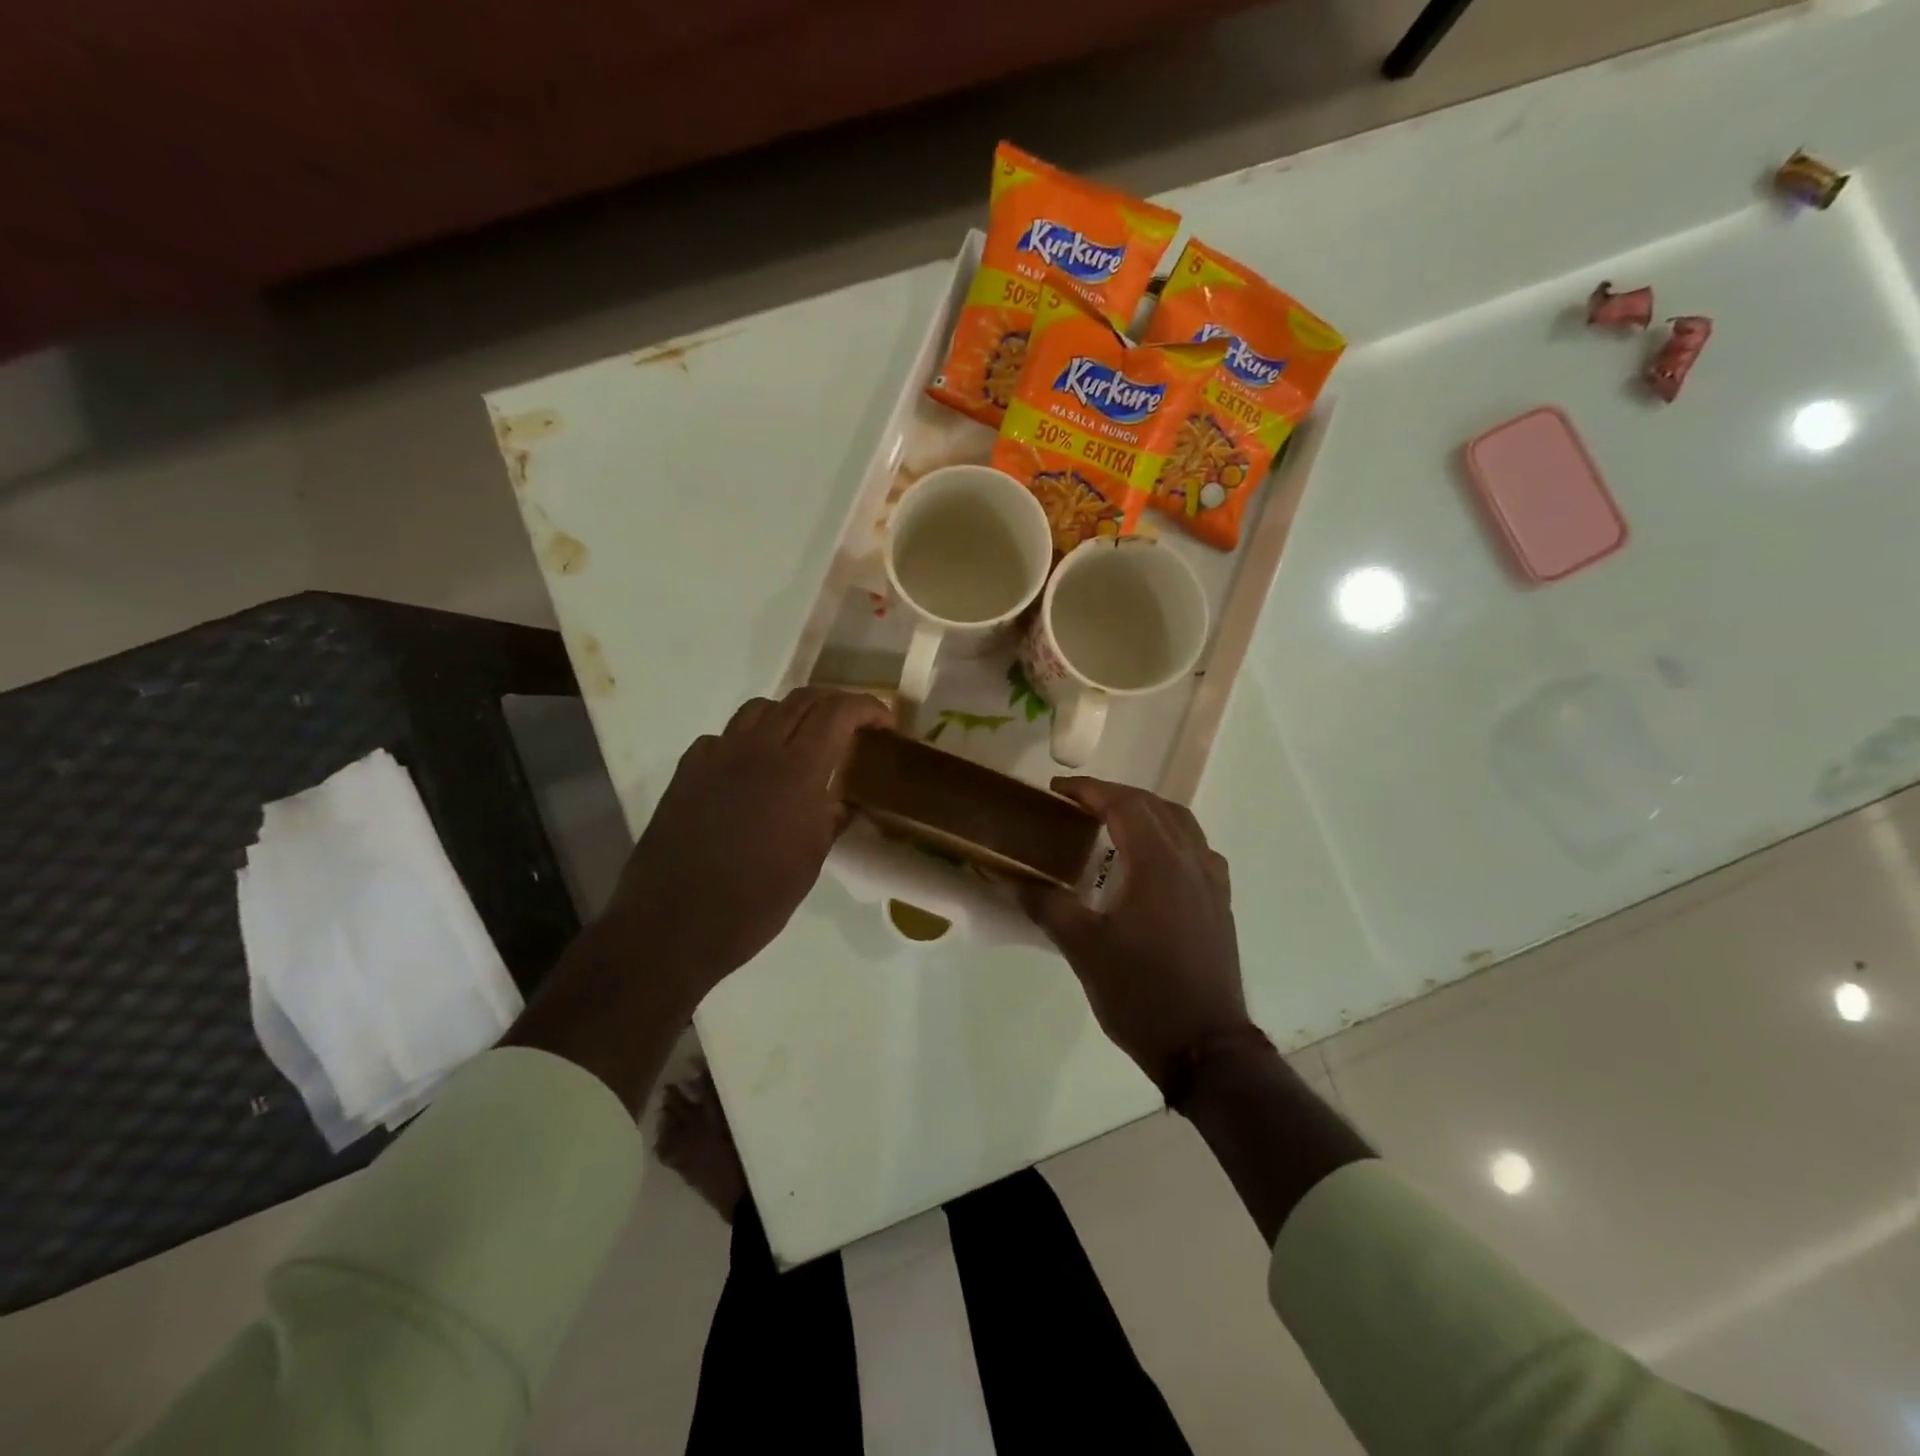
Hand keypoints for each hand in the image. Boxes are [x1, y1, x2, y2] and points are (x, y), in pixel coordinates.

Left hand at [601, 687, 892, 997]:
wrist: (674, 924)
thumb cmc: (756, 901)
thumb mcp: (810, 861)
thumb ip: (830, 818)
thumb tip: (843, 800)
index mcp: (797, 771)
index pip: (838, 712)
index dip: (868, 707)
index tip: (885, 723)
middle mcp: (757, 749)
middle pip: (802, 699)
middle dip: (834, 704)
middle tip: (851, 728)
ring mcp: (716, 756)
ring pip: (760, 708)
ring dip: (790, 714)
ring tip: (802, 742)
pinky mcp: (687, 771)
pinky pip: (723, 737)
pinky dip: (748, 740)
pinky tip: (751, 770)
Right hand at [1020, 778, 1252, 1089]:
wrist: (1205, 1047)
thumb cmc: (1141, 993)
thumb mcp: (1084, 949)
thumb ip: (1049, 906)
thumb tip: (1015, 879)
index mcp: (1159, 863)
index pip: (1125, 805)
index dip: (1089, 790)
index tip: (1057, 790)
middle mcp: (1192, 861)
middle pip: (1155, 807)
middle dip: (1115, 796)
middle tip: (1078, 804)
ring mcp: (1211, 883)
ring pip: (1182, 825)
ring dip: (1147, 813)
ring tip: (1113, 825)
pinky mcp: (1219, 905)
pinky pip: (1196, 851)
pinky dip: (1170, 839)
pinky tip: (1151, 864)